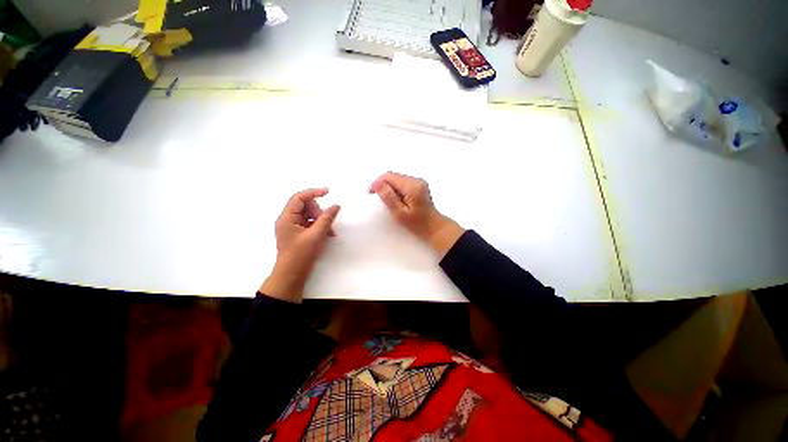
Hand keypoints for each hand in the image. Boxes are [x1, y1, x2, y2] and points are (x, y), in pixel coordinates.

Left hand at [259, 188, 340, 302]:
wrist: (291, 275)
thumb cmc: (301, 255)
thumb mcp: (316, 235)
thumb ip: (326, 219)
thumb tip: (336, 206)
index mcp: (287, 218)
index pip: (299, 198)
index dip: (313, 192)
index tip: (328, 192)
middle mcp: (288, 220)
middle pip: (305, 206)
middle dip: (319, 212)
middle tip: (327, 222)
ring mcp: (292, 227)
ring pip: (309, 215)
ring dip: (321, 220)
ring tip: (330, 231)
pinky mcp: (298, 233)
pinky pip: (310, 223)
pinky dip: (319, 226)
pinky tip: (328, 234)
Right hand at [369, 172, 464, 256]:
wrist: (434, 227)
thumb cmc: (416, 224)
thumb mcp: (400, 213)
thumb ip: (388, 197)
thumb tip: (377, 183)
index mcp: (412, 186)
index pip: (389, 176)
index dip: (377, 182)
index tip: (370, 193)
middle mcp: (416, 180)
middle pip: (393, 176)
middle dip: (383, 184)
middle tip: (377, 198)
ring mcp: (419, 181)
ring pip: (397, 178)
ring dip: (389, 187)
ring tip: (387, 200)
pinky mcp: (419, 185)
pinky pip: (402, 182)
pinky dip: (395, 188)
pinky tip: (396, 199)